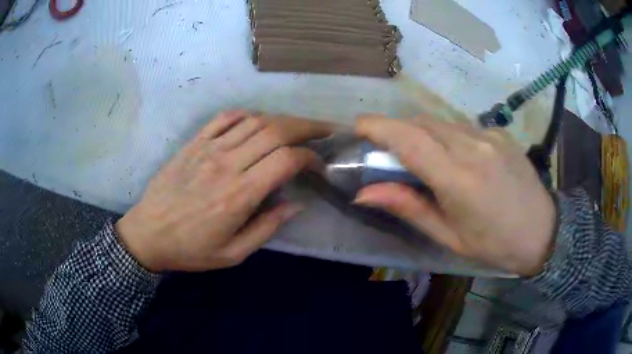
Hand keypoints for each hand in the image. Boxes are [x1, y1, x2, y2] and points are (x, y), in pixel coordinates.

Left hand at [116, 111, 333, 271]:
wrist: (148, 234)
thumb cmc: (191, 249)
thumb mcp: (233, 253)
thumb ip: (267, 228)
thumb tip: (297, 204)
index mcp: (239, 194)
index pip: (285, 160)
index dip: (310, 156)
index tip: (319, 163)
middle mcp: (227, 164)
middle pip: (275, 131)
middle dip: (307, 127)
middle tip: (324, 129)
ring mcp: (208, 149)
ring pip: (254, 121)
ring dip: (282, 119)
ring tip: (298, 125)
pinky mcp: (194, 143)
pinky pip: (224, 118)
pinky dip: (246, 114)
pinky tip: (258, 121)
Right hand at [354, 115, 555, 275]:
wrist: (542, 232)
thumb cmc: (494, 244)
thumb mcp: (449, 236)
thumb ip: (408, 207)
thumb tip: (364, 193)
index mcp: (459, 179)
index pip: (409, 140)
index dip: (379, 127)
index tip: (359, 126)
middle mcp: (474, 147)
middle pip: (422, 123)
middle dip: (398, 129)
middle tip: (389, 150)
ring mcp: (490, 135)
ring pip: (442, 122)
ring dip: (423, 132)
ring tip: (425, 158)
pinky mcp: (501, 132)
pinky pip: (463, 126)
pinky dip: (448, 136)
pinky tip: (458, 158)